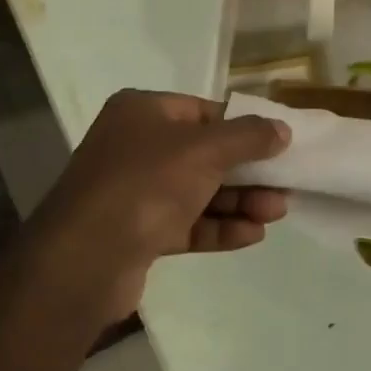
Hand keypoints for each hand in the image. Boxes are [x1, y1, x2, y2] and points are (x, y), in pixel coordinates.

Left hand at [32, 90, 291, 326]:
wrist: (85, 258)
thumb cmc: (146, 184)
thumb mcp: (204, 149)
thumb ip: (248, 137)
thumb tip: (282, 129)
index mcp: (143, 113)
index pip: (203, 111)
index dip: (243, 126)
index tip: (278, 144)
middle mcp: (136, 147)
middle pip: (205, 154)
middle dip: (247, 171)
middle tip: (285, 185)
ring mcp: (135, 192)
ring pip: (199, 192)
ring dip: (239, 201)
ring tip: (277, 212)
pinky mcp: (139, 232)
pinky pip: (187, 224)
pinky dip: (219, 227)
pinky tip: (252, 234)